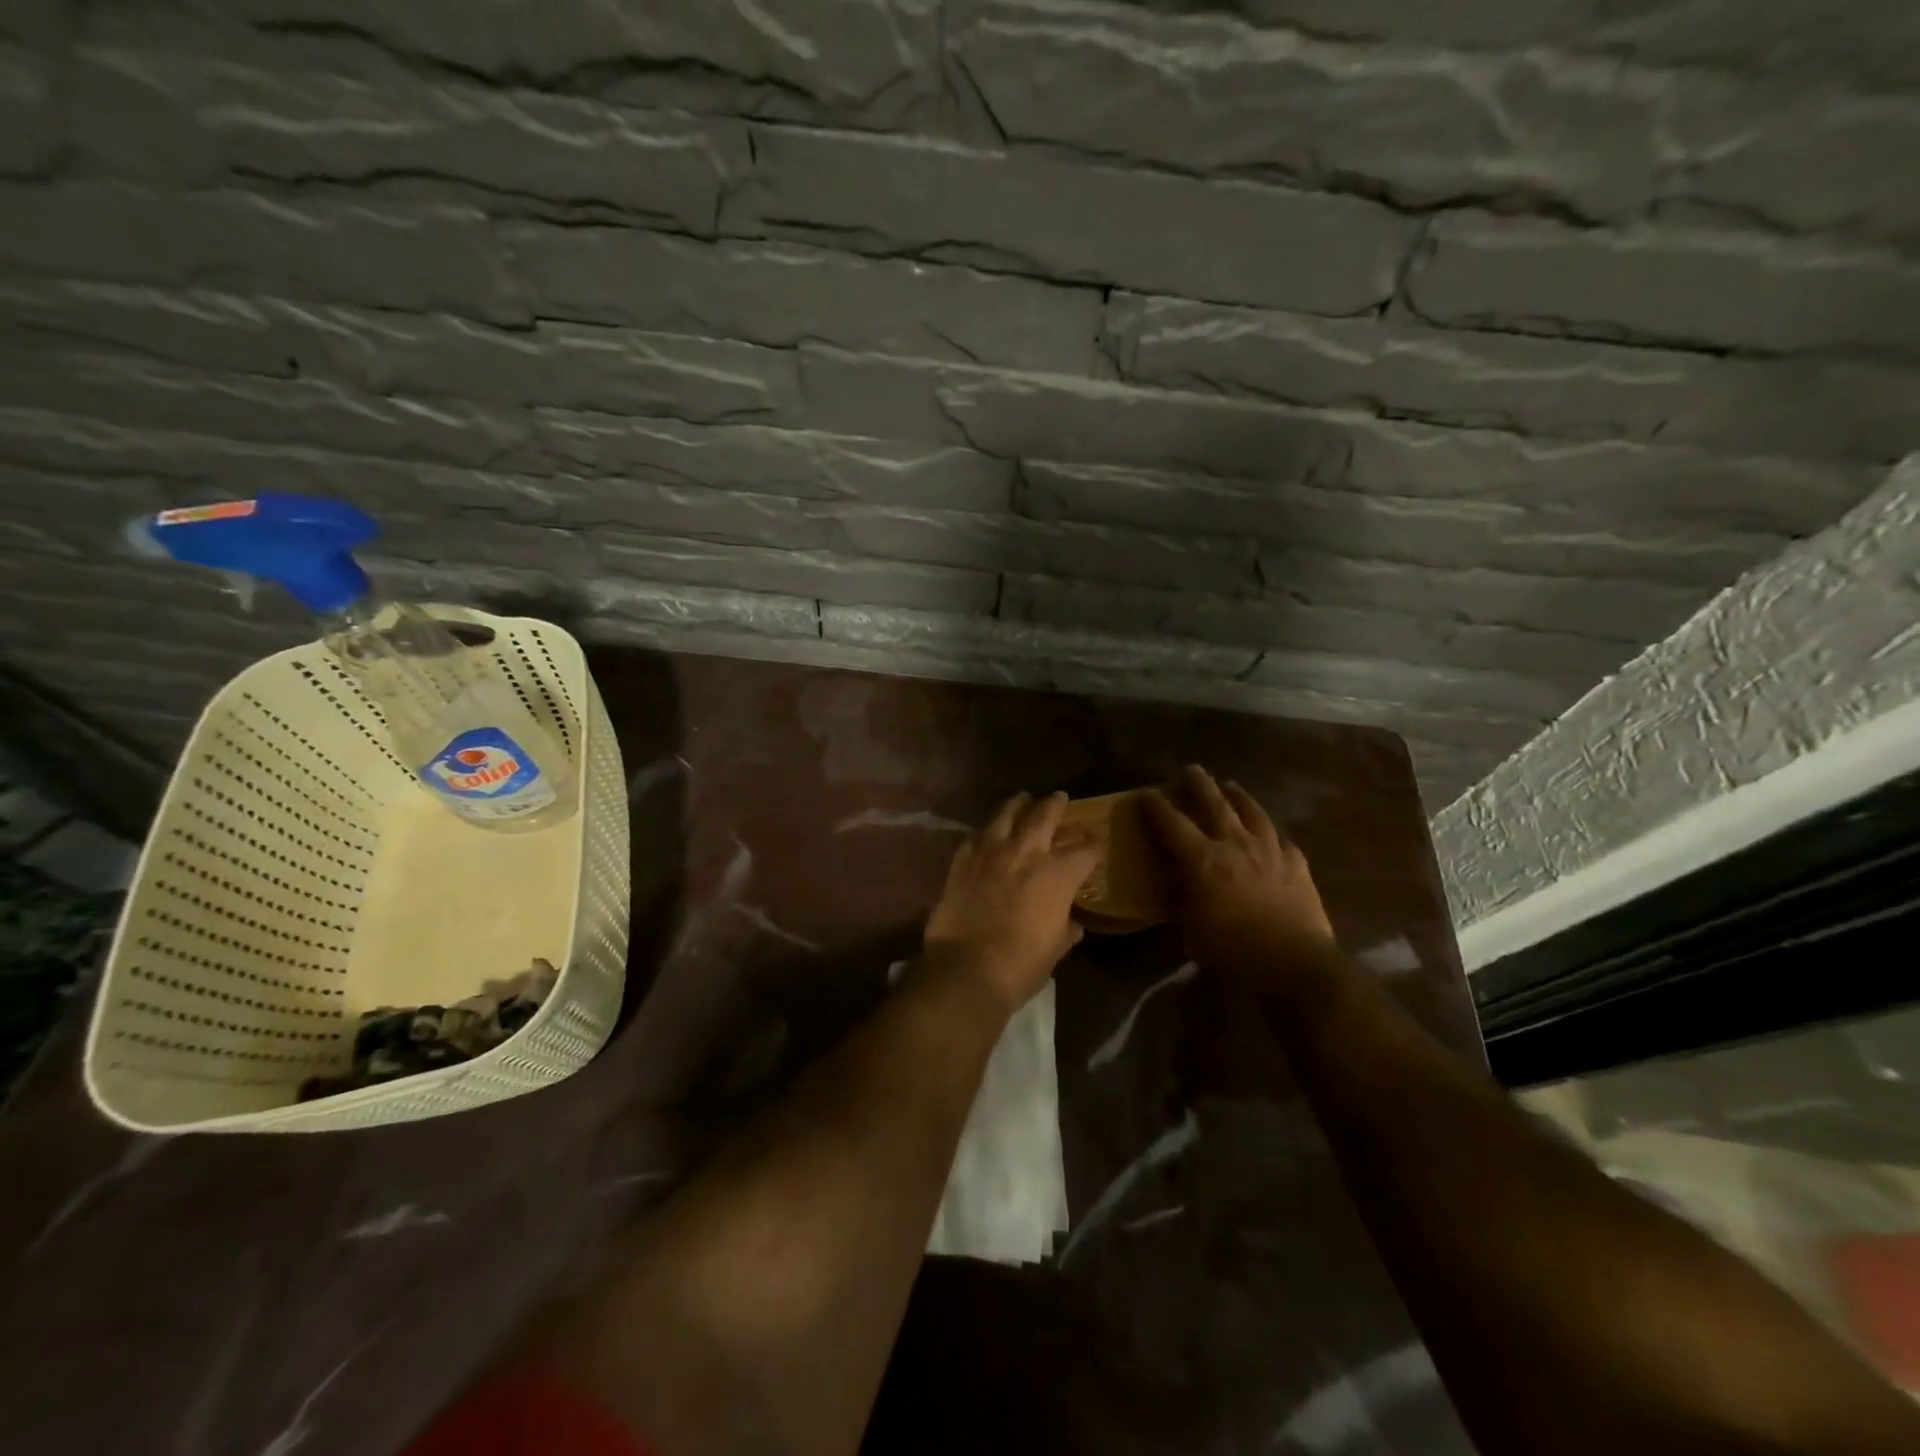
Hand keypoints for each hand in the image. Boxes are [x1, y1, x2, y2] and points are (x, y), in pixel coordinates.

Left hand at [923, 791, 1101, 1013]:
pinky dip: (987, 830)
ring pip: (1006, 814)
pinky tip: (989, 831)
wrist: (966, 969)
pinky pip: (977, 835)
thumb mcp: (1055, 948)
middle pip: (1044, 816)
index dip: (1093, 845)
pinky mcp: (962, 860)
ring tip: (1022, 799)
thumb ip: (1065, 928)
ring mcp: (990, 852)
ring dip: (1017, 805)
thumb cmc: (1021, 965)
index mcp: (1058, 874)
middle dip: (1055, 805)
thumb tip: (1072, 924)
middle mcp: (1026, 852)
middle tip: (1059, 797)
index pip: (1084, 850)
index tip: (1096, 842)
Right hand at [1143, 766, 1335, 983]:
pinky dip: (1272, 834)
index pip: (1172, 824)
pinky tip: (1271, 835)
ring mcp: (1270, 851)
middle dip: (1200, 784)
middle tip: (1192, 769)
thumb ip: (1183, 901)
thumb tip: (1176, 886)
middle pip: (1215, 804)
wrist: (1294, 962)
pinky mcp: (1297, 865)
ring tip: (1231, 786)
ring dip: (1239, 797)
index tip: (1146, 791)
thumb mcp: (1192, 930)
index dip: (1157, 806)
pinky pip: (1282, 841)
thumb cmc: (1233, 949)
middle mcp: (1235, 844)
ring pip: (1252, 812)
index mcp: (1203, 859)